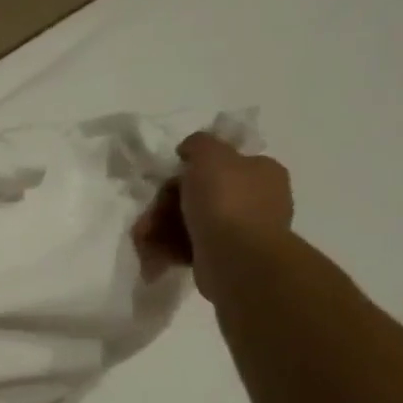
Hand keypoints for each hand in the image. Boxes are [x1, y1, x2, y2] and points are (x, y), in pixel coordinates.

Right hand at [134, 132, 293, 299]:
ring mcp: (239, 232)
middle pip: (197, 196)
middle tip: (146, 218)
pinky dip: (169, 250)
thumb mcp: (210, 156)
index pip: (218, 165)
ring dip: (160, 230)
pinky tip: (153, 256)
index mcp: (259, 171)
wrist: (237, 258)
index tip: (165, 183)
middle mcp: (254, 200)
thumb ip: (198, 144)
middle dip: (164, 207)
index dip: (186, 172)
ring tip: (142, 240)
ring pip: (189, 223)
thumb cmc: (226, 201)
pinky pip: (189, 247)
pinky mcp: (222, 258)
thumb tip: (189, 149)